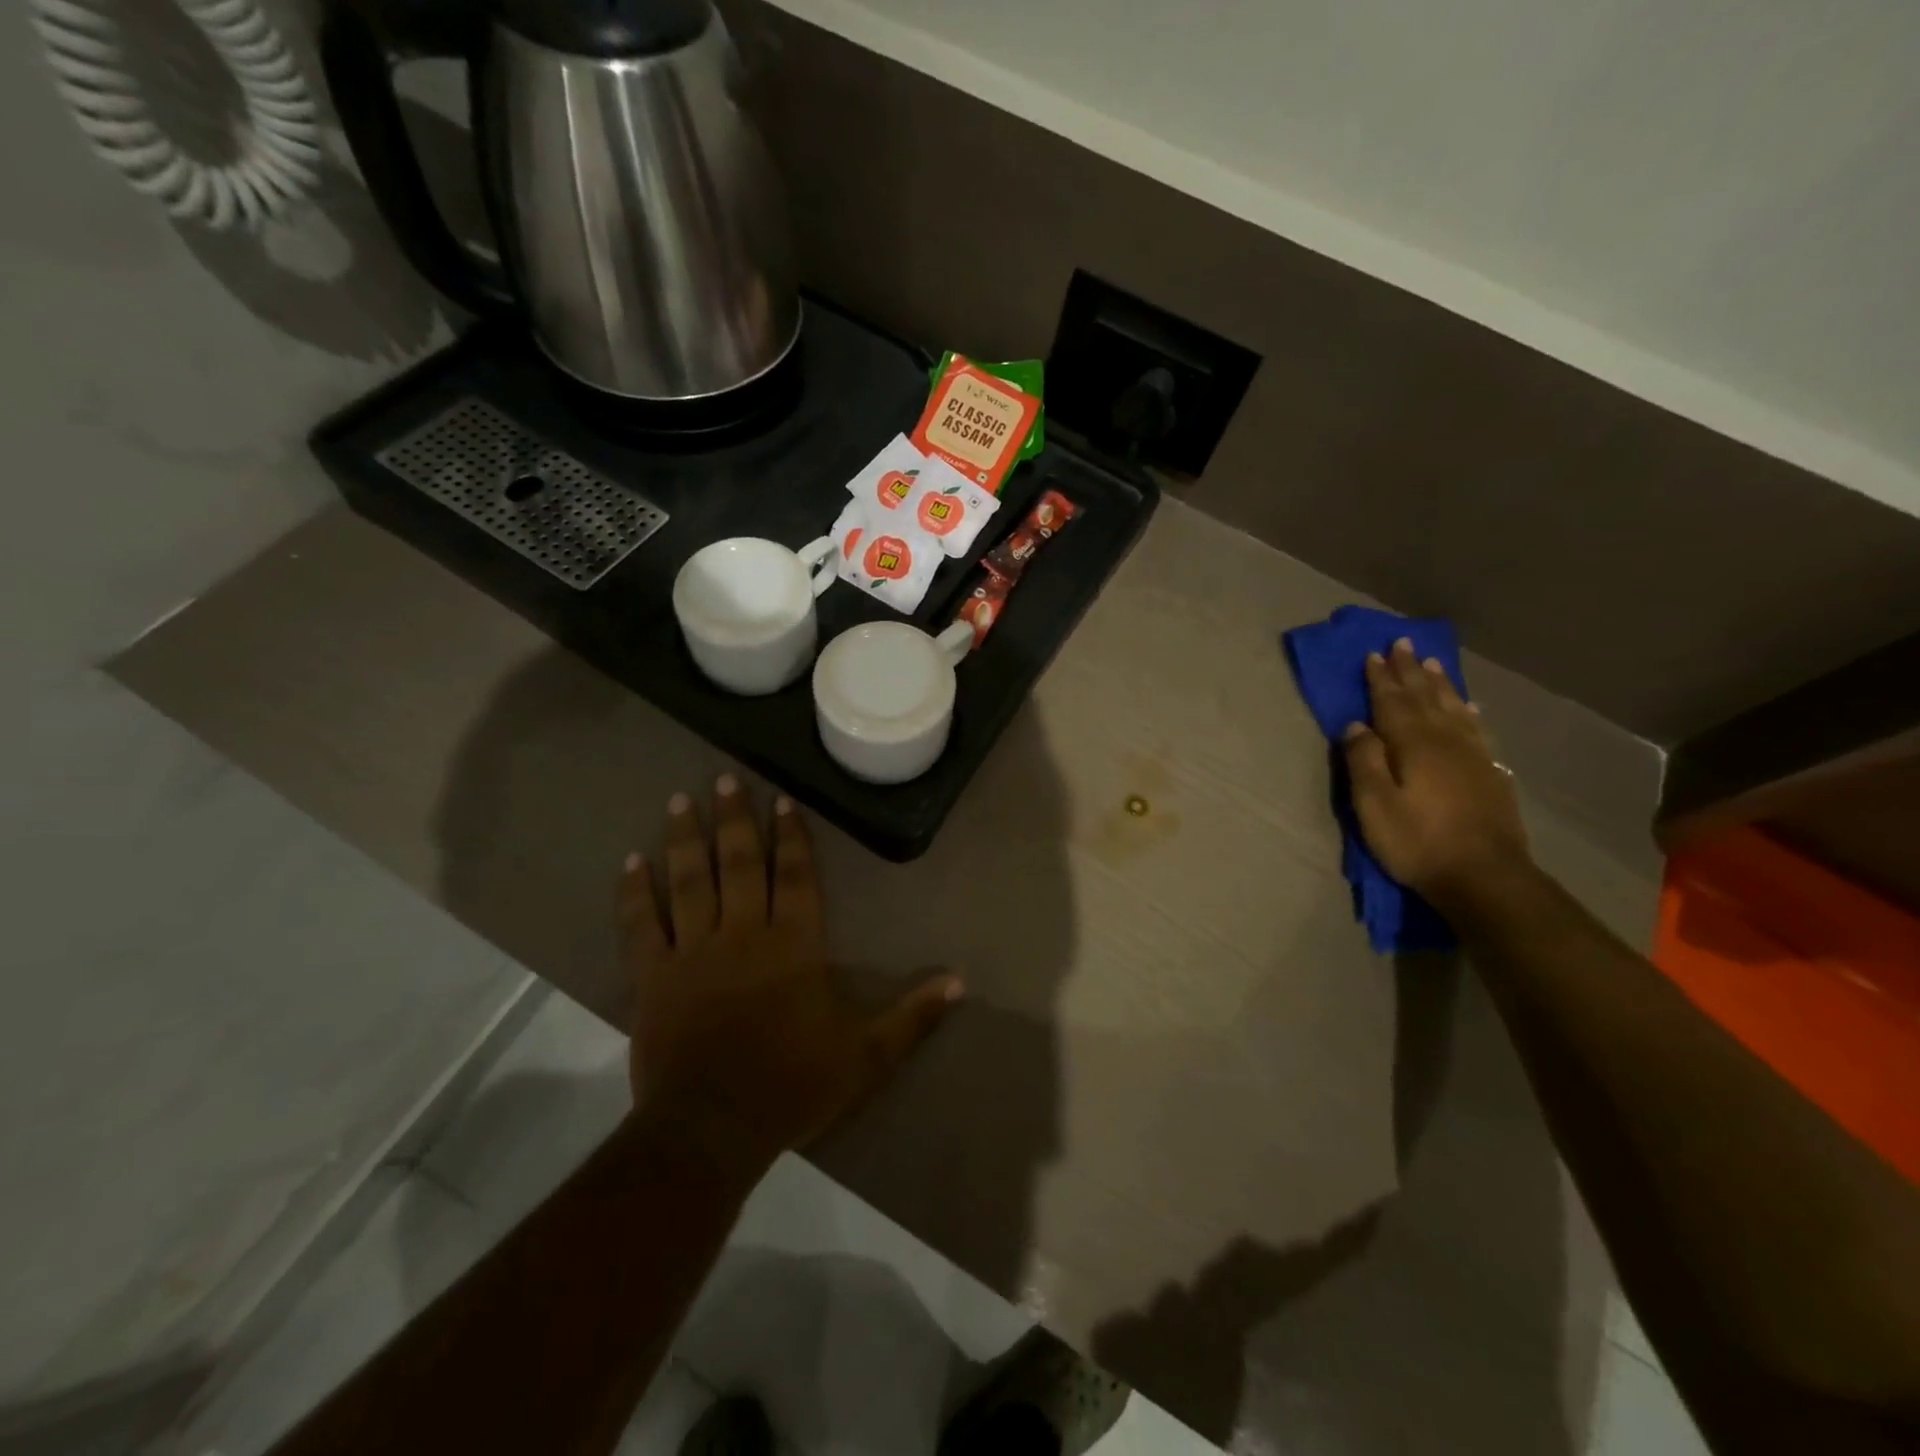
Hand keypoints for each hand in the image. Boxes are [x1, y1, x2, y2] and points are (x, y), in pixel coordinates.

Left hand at [620, 777, 963, 1177]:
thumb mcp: (867, 1057)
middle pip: (740, 864)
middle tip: (725, 779)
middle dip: (736, 820)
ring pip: (690, 882)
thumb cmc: (793, 1088)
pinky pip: (641, 926)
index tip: (782, 800)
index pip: (796, 876)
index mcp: (794, 946)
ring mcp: (693, 953)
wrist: (713, 1131)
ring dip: (687, 839)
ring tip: (681, 800)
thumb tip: (962, 982)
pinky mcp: (653, 977)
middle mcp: (744, 934)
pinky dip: (634, 893)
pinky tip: (631, 862)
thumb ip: (913, 1016)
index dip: (792, 837)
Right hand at [1342, 639, 1530, 906]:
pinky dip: (1468, 711)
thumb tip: (1356, 725)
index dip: (1381, 678)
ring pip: (1453, 708)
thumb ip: (1364, 761)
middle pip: (1424, 698)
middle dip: (1410, 671)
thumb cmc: (1418, 842)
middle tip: (1402, 643)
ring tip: (1431, 663)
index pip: (1392, 703)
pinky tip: (1468, 706)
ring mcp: (1473, 756)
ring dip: (1439, 684)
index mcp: (1413, 745)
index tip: (1373, 654)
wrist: (1485, 877)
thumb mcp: (1374, 805)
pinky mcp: (1490, 774)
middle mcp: (1445, 741)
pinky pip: (1476, 729)